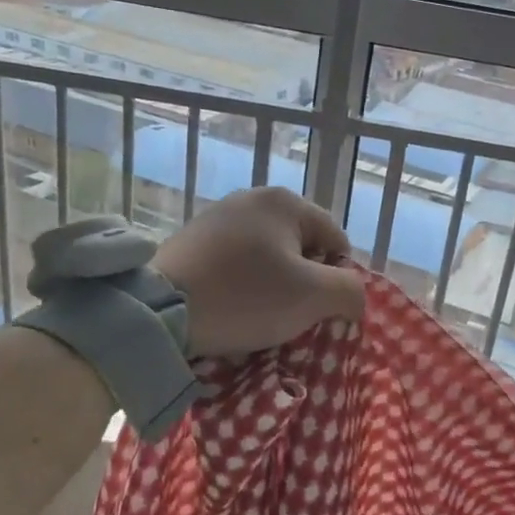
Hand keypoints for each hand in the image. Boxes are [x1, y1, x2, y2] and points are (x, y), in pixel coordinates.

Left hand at [151, 187, 366, 358]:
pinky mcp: (193, 240)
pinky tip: (233, 309)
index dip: (337, 280)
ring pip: (268, 258)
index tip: (318, 311)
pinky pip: (236, 264)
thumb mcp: (313, 297)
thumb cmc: (246, 297)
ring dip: (274, 288)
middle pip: (301, 248)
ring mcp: (217, 217)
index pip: (335, 242)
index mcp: (285, 201)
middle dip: (304, 284)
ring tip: (260, 317)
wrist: (160, 311)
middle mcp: (251, 198)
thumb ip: (350, 292)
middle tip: (291, 316)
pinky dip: (243, 286)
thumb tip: (354, 298)